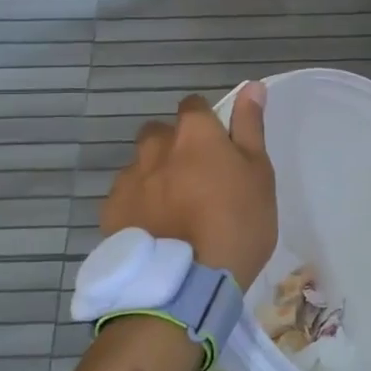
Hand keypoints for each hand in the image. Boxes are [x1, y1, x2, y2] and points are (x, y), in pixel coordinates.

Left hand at [101, 84, 276, 289]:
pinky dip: (139, 206)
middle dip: (175, 147)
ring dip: (155, 176)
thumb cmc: (237, 223)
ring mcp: (129, 178)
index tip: (218, 148)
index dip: (206, 123)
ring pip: (142, 165)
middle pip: (161, 134)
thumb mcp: (259, 174)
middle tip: (197, 181)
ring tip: (174, 211)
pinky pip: (126, 197)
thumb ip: (250, 127)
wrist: (187, 283)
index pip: (194, 106)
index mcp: (194, 133)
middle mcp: (156, 147)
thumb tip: (252, 86)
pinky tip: (155, 231)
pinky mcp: (111, 211)